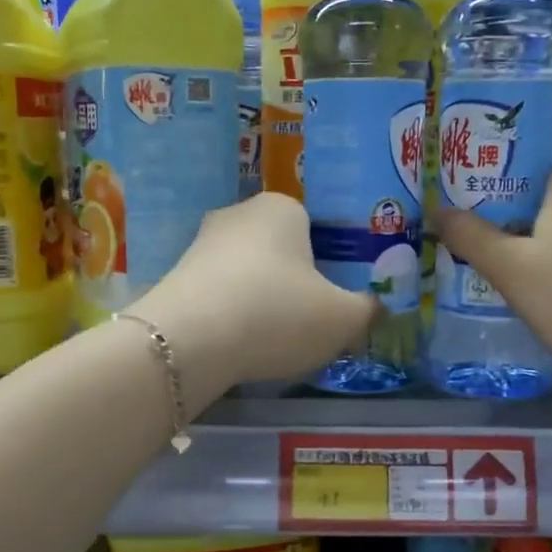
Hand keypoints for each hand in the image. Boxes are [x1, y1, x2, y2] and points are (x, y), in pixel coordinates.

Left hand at [128, 193, 375, 391]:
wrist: (188, 342)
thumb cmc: (277, 314)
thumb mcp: (343, 319)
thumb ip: (368, 310)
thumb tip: (375, 307)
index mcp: (283, 207)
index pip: (318, 228)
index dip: (332, 265)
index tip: (336, 300)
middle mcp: (239, 213)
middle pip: (282, 250)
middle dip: (296, 282)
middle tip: (311, 321)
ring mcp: (201, 243)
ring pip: (249, 272)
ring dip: (263, 300)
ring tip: (275, 340)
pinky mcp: (176, 276)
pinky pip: (221, 293)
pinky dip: (234, 314)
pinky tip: (240, 343)